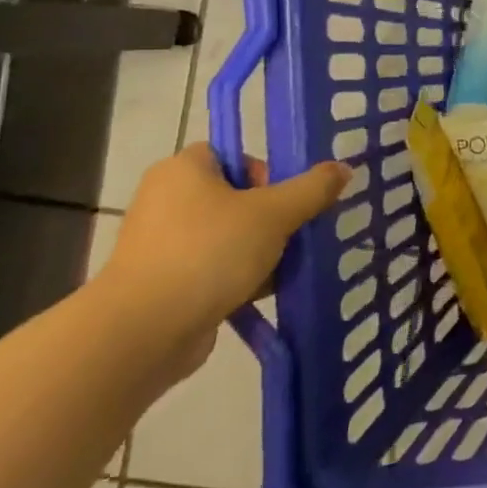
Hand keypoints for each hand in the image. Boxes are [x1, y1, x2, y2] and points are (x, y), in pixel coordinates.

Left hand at [99, 144, 348, 375]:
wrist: (143, 332)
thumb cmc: (209, 252)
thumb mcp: (275, 213)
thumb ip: (314, 188)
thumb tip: (343, 168)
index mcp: (182, 171)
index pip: (232, 155)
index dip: (265, 171)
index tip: (285, 197)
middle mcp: (166, 200)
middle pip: (237, 197)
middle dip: (273, 216)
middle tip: (294, 232)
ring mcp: (162, 244)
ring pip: (231, 235)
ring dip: (263, 248)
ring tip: (287, 264)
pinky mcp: (164, 282)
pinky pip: (216, 267)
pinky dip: (242, 276)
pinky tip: (267, 290)